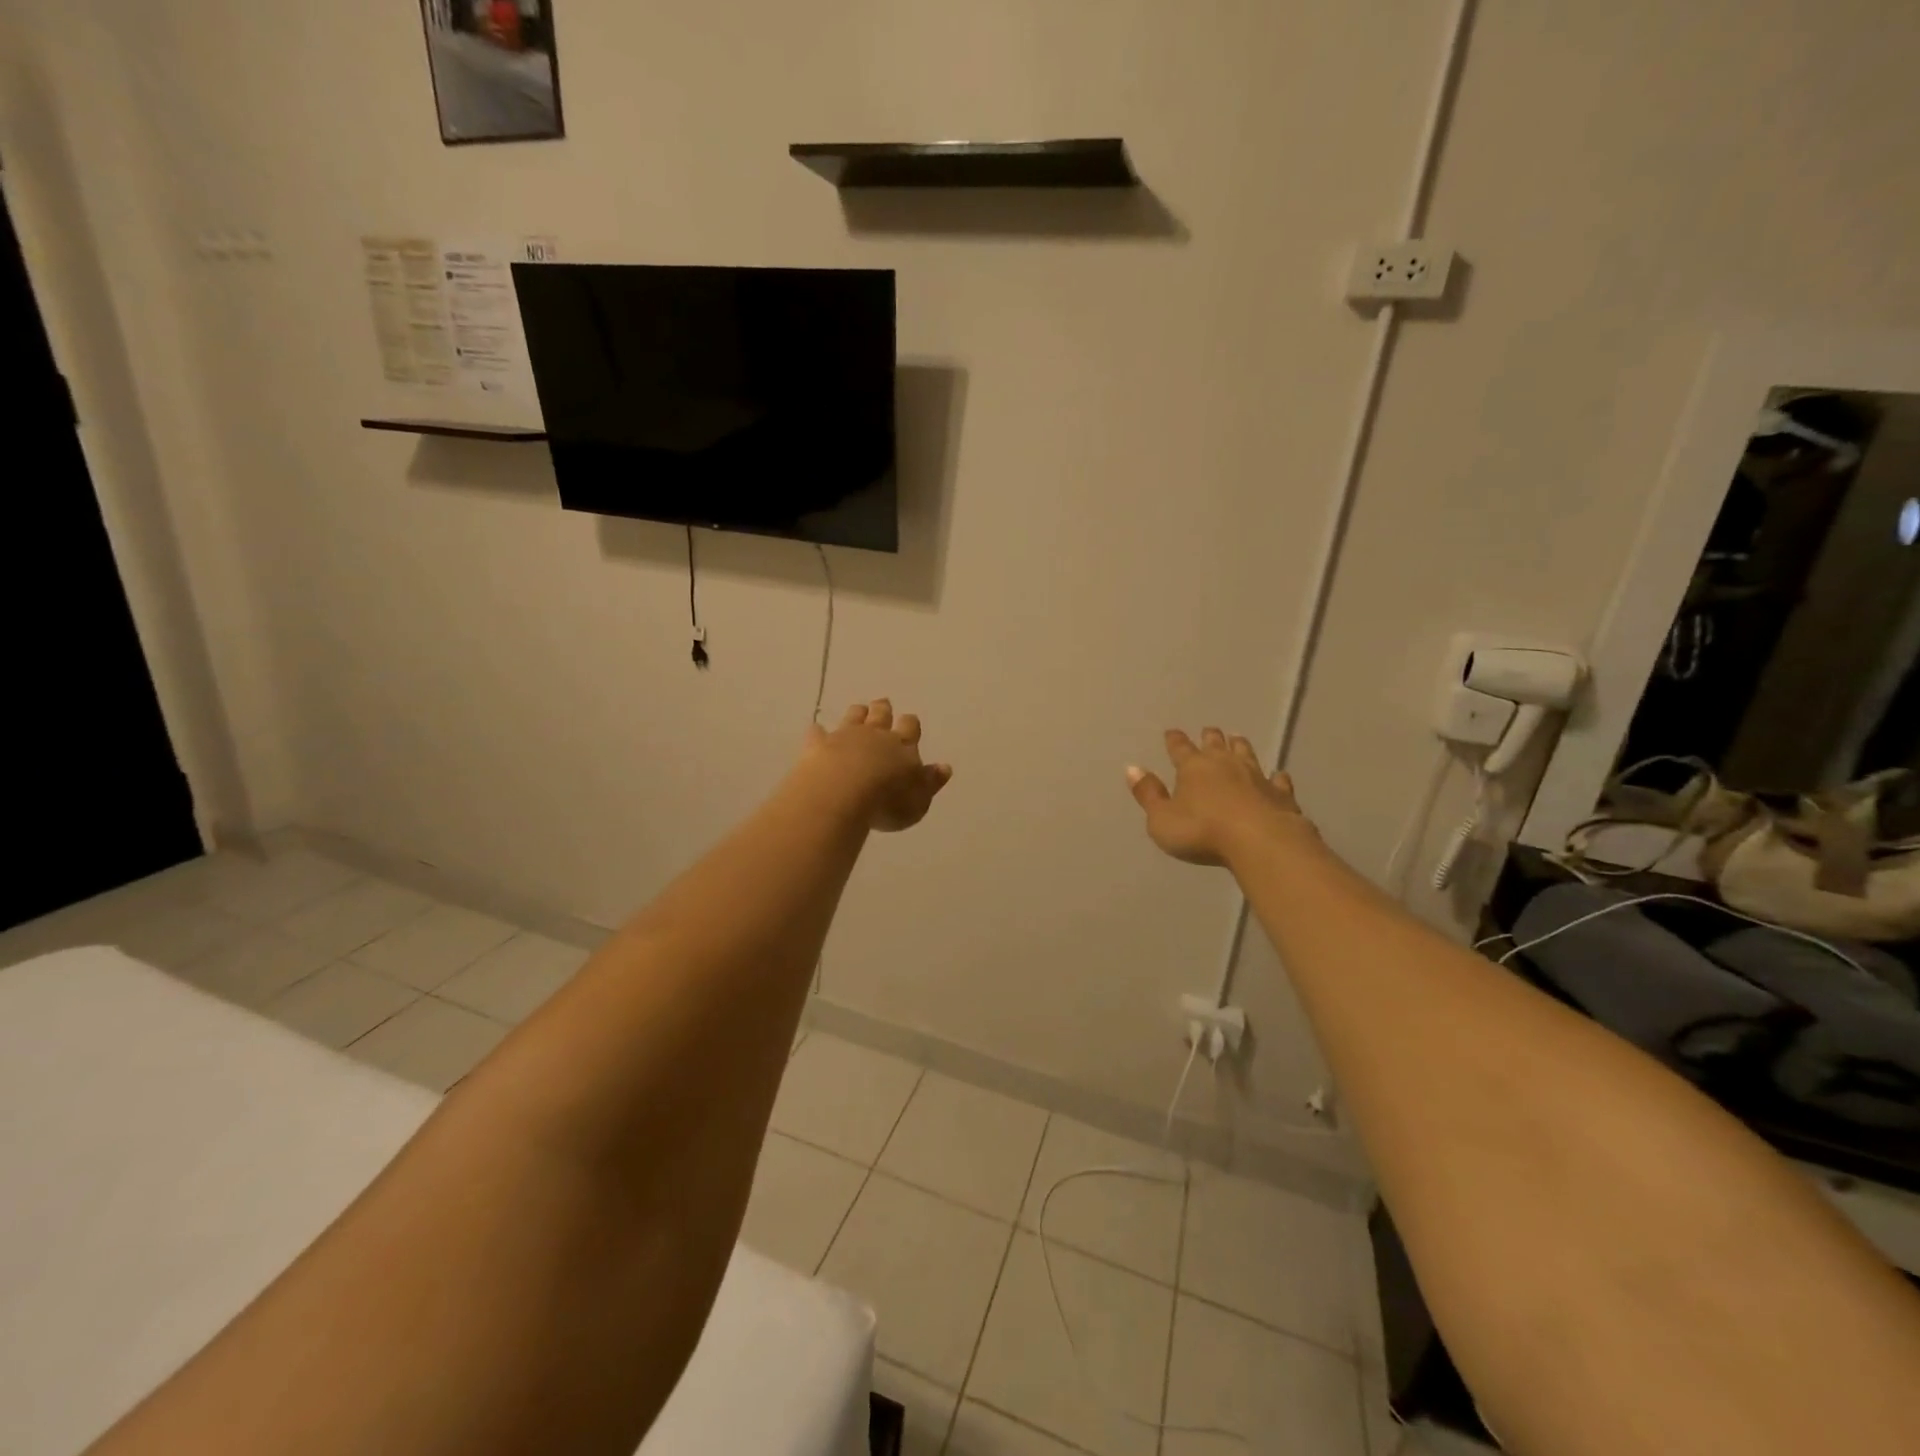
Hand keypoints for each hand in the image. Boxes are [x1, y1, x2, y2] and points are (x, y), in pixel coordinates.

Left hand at [799, 699, 952, 832]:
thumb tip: (945, 767)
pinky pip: (818, 733)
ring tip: (859, 710)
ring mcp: (845, 737)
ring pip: (853, 717)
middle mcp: (875, 736)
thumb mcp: (919, 801)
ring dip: (857, 713)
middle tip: (883, 704)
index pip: (910, 728)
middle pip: (881, 715)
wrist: (843, 792)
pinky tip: (816, 731)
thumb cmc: (887, 802)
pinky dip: (818, 732)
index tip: (909, 720)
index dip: (910, 724)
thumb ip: (931, 782)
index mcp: (903, 747)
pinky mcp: (819, 745)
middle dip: (883, 710)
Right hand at [1127, 728, 1308, 866]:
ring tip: (1237, 738)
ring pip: (1246, 754)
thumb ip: (1148, 794)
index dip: (1175, 740)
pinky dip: (1276, 777)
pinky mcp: (1280, 794)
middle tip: (1209, 730)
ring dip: (1240, 746)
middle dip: (1210, 737)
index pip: (1180, 749)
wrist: (1260, 841)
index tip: (1171, 731)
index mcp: (1193, 768)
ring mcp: (1256, 776)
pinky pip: (1277, 780)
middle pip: (1215, 744)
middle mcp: (1224, 764)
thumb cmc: (1202, 831)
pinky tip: (1278, 776)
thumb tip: (1132, 768)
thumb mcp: (1162, 819)